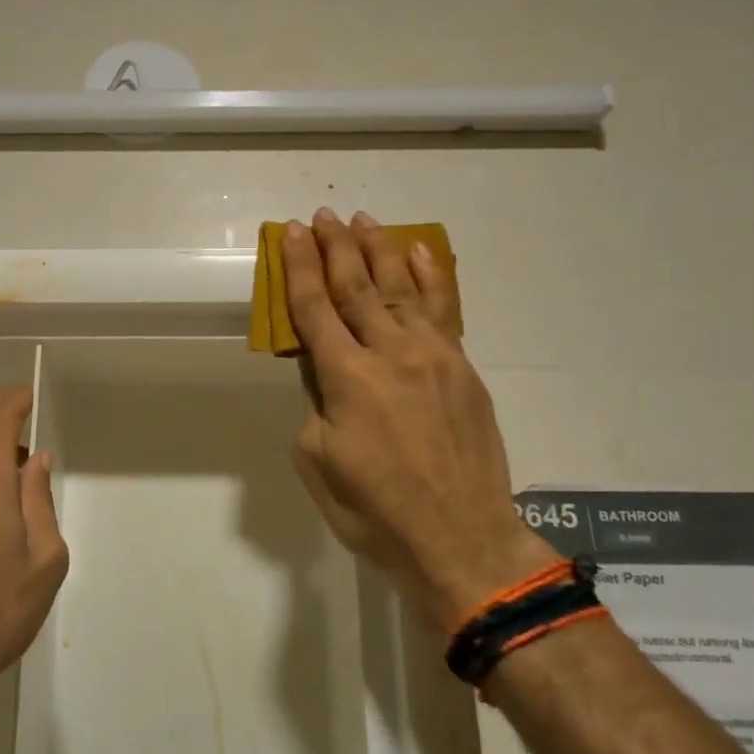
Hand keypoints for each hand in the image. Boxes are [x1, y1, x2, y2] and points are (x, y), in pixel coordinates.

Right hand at [283, 209, 554, 635]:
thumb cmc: (375, 509)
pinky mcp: (462, 367)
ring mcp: (433, 356)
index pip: (314, 308)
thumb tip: (321, 368)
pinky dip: (431, 277)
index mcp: (347, 378)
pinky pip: (445, 309)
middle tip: (323, 216)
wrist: (460, 537)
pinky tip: (419, 252)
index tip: (291, 233)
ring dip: (379, 249)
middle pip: (356, 286)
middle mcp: (390, 354)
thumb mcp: (318, 461)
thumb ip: (315, 404)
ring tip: (364, 220)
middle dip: (336, 247)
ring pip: (400, 288)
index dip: (299, 267)